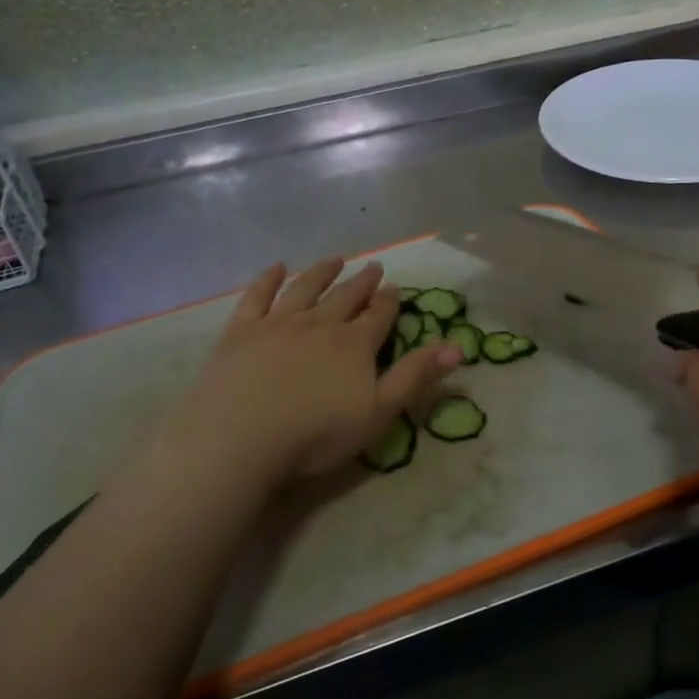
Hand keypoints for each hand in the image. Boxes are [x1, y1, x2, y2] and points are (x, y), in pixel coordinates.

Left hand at [141, 257, 462, 490]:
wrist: (241, 439)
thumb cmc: (316, 434)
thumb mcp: (379, 412)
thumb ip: (416, 377)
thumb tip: (458, 347)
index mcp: (354, 345)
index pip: (378, 316)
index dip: (389, 301)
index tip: (395, 288)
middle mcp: (320, 324)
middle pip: (346, 297)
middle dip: (362, 282)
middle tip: (374, 267)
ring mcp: (278, 323)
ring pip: (306, 288)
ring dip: (322, 273)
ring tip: (335, 260)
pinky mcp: (241, 331)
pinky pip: (258, 296)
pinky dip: (269, 279)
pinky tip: (277, 268)